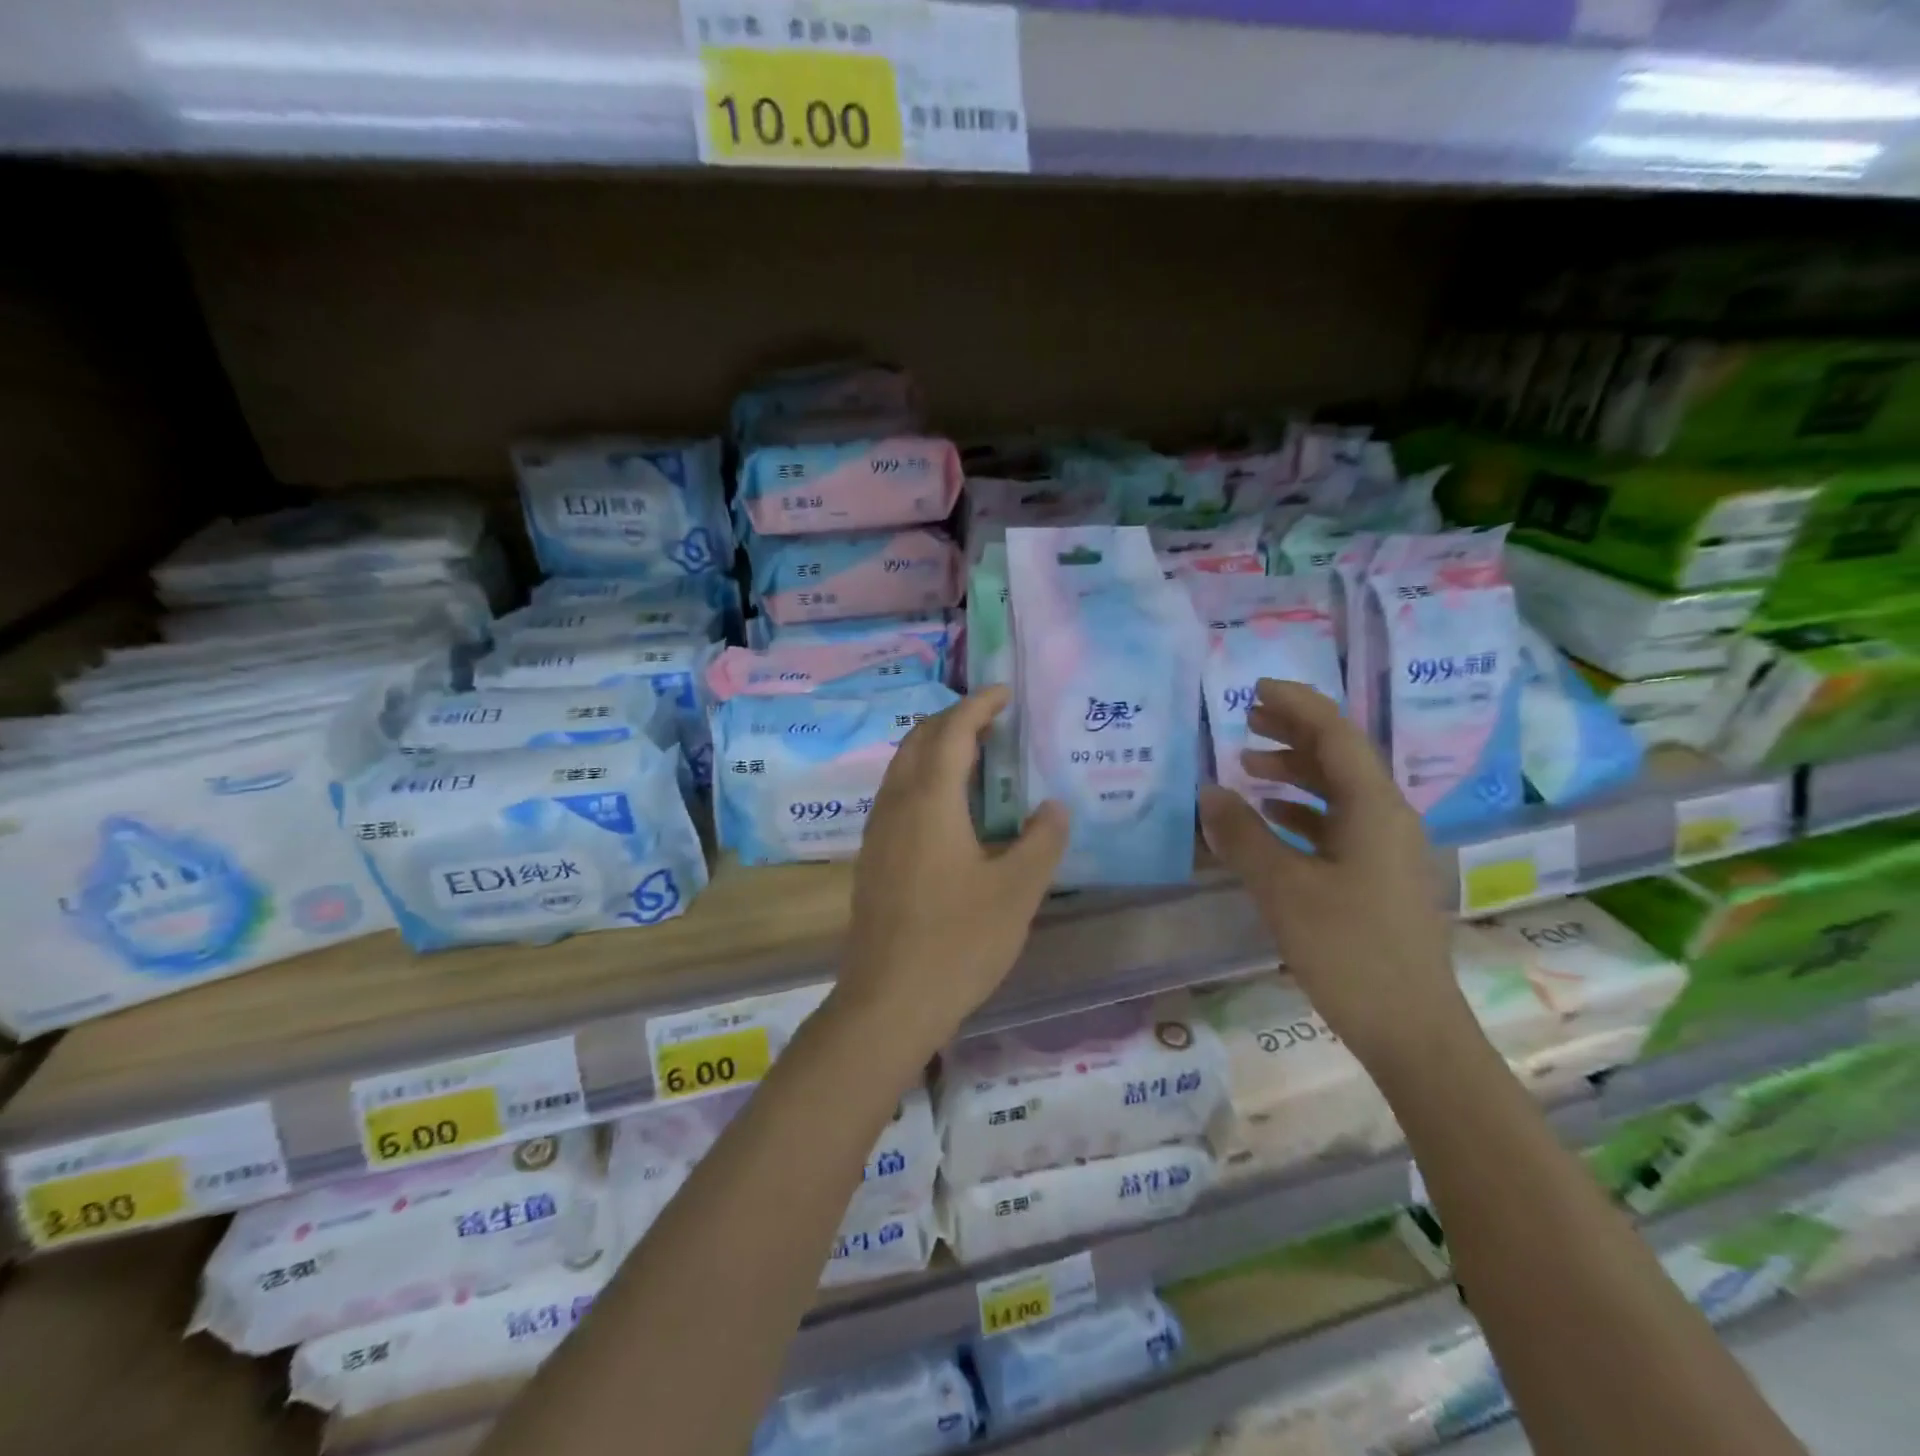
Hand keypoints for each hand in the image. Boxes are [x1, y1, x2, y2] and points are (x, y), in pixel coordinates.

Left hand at [836, 686, 1068, 1057]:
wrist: (889, 1001)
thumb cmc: (958, 942)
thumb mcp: (1017, 892)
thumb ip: (1042, 842)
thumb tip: (1052, 808)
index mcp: (930, 802)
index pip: (952, 732)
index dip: (979, 705)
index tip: (1004, 692)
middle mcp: (897, 805)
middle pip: (920, 741)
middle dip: (954, 720)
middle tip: (993, 721)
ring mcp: (878, 831)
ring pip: (903, 767)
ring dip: (936, 748)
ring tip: (976, 757)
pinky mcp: (872, 857)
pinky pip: (897, 795)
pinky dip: (924, 778)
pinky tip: (950, 808)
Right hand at [1198, 680, 1473, 1072]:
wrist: (1412, 1029)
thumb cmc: (1349, 951)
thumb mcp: (1284, 889)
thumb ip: (1243, 835)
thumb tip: (1209, 792)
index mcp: (1374, 809)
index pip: (1336, 735)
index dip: (1297, 705)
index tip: (1255, 689)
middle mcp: (1388, 818)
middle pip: (1340, 757)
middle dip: (1293, 733)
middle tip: (1246, 719)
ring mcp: (1387, 849)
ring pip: (1339, 792)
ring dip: (1295, 773)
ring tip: (1248, 767)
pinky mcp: (1379, 877)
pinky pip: (1339, 824)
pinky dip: (1302, 810)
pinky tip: (1272, 819)